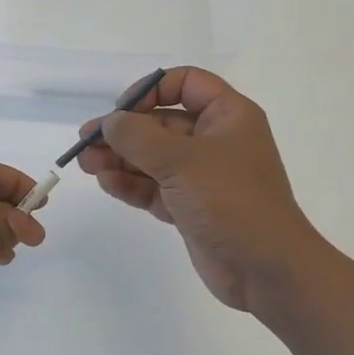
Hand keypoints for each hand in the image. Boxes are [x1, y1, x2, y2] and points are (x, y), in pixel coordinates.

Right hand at [77, 68, 324, 312]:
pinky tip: (106, 182)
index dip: (152, 89)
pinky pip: (155, 187)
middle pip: (162, 123)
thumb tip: (109, 122)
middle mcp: (216, 140)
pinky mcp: (191, 207)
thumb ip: (138, 137)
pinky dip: (131, 184)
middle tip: (86, 140)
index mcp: (228, 116)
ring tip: (86, 164)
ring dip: (120, 158)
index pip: (187, 83)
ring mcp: (202, 176)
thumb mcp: (181, 161)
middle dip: (124, 131)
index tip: (123, 110)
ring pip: (154, 157)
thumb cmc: (231, 200)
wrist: (267, 270)